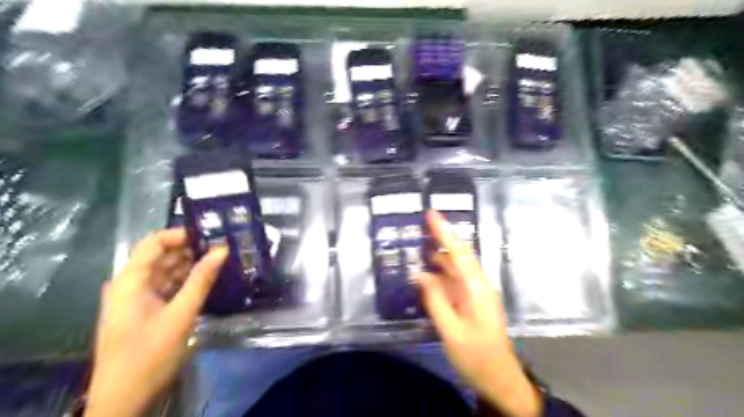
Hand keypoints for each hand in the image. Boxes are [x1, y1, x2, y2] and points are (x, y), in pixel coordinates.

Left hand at [85, 228, 227, 416]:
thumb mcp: (181, 315)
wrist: (123, 401)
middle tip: (223, 248)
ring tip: (221, 262)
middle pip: (160, 256)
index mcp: (130, 281)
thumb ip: (201, 280)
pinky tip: (207, 282)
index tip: (211, 236)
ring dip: (191, 266)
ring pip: (165, 272)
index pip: (153, 243)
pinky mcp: (143, 312)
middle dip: (191, 250)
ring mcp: (135, 299)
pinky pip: (166, 288)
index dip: (181, 235)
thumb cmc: (149, 355)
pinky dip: (185, 282)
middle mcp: (129, 285)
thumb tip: (223, 249)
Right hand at [417, 212, 541, 416]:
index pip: (458, 252)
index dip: (444, 232)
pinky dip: (438, 273)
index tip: (431, 213)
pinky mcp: (469, 301)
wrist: (498, 378)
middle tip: (419, 224)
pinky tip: (425, 272)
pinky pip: (452, 281)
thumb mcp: (451, 329)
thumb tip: (419, 273)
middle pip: (457, 255)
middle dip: (440, 237)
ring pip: (454, 267)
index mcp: (475, 287)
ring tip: (417, 243)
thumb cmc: (476, 355)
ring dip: (437, 255)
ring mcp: (474, 293)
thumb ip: (434, 299)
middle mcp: (476, 284)